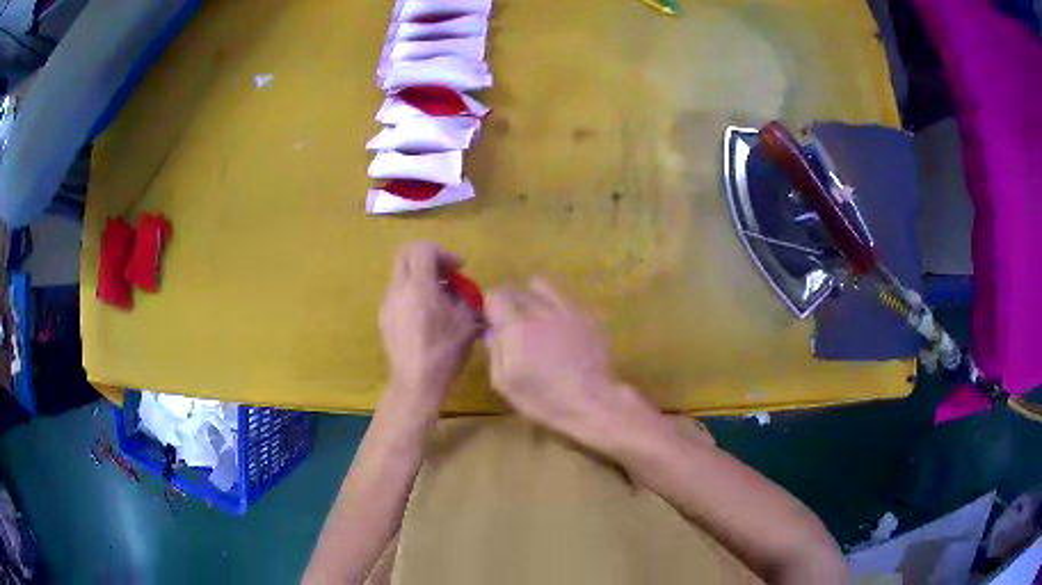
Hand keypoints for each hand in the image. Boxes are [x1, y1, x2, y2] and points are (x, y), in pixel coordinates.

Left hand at [380, 242, 479, 400]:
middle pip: (406, 254)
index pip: (423, 249)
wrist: (415, 382)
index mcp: (419, 286)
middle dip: (427, 257)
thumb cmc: (444, 352)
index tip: (458, 269)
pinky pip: (397, 292)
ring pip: (400, 273)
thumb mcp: (467, 322)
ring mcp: (387, 303)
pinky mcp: (384, 317)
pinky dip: (412, 291)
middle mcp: (398, 289)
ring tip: (438, 296)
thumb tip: (459, 290)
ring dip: (419, 274)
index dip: (443, 253)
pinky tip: (426, 313)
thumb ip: (465, 297)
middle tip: (445, 273)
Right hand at [485, 278, 656, 442]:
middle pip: (518, 288)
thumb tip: (493, 329)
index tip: (494, 323)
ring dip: (534, 297)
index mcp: (517, 325)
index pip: (496, 294)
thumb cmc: (543, 398)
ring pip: (542, 286)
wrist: (591, 401)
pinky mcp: (586, 314)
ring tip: (537, 319)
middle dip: (510, 302)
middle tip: (513, 325)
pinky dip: (556, 307)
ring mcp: (567, 309)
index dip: (491, 307)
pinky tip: (560, 329)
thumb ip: (495, 349)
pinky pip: (564, 298)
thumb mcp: (504, 382)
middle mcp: (541, 309)